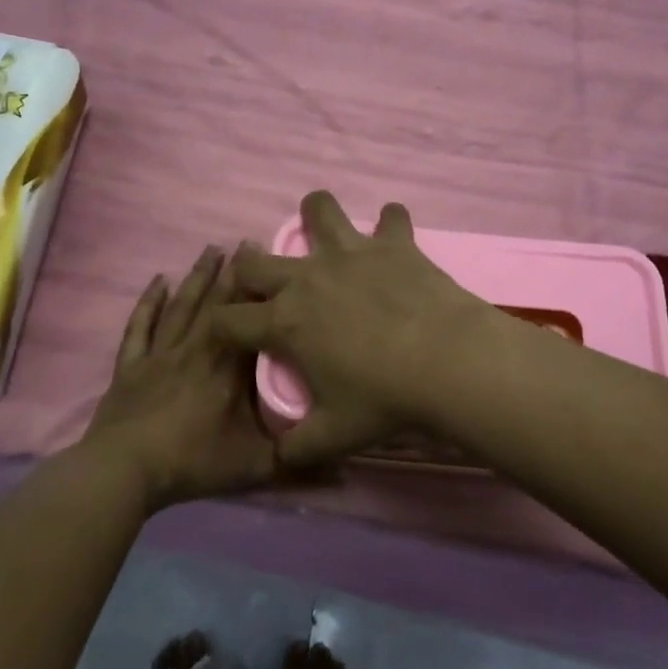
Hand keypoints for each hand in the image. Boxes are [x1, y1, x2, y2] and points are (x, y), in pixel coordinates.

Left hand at [86, 246, 277, 509]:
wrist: (125, 471)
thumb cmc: (193, 461)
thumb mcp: (254, 465)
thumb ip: (297, 459)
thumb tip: (342, 462)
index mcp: (228, 367)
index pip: (249, 319)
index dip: (261, 290)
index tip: (272, 261)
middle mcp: (196, 349)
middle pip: (216, 303)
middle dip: (233, 272)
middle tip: (245, 242)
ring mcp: (160, 354)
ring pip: (181, 306)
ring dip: (197, 277)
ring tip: (210, 249)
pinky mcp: (131, 366)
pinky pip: (141, 327)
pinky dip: (148, 303)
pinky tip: (157, 281)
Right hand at [213, 192, 495, 469]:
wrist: (448, 361)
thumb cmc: (384, 400)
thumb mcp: (334, 436)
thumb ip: (297, 450)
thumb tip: (280, 458)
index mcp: (284, 323)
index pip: (228, 321)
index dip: (219, 328)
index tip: (225, 333)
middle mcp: (306, 279)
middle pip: (254, 262)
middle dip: (246, 269)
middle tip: (263, 282)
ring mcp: (350, 254)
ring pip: (319, 210)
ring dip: (316, 215)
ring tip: (323, 231)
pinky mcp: (392, 243)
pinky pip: (391, 217)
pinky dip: (391, 224)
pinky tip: (394, 237)